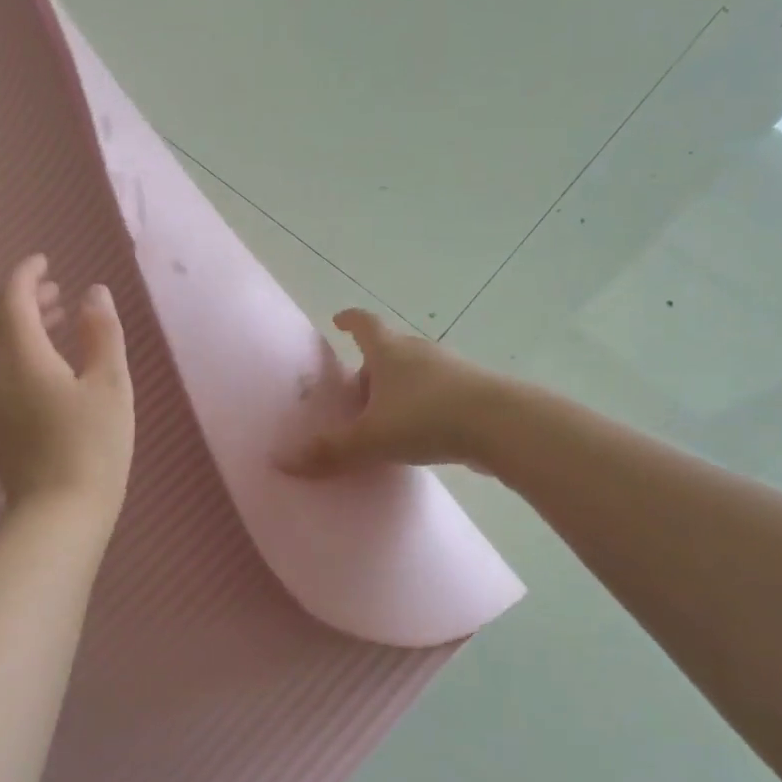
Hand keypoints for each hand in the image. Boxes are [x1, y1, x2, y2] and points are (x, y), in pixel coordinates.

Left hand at [0, 255, 133, 519]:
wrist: (58, 514)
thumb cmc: (93, 445)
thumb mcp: (110, 384)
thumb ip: (101, 333)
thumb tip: (94, 292)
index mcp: (21, 355)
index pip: (12, 298)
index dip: (26, 274)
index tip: (45, 260)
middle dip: (21, 297)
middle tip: (55, 290)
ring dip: (18, 325)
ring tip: (55, 321)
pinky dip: (15, 351)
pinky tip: (45, 366)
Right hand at [280, 309, 494, 476]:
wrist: (500, 425)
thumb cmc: (425, 418)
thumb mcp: (370, 438)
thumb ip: (329, 451)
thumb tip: (281, 461)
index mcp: (389, 351)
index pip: (365, 324)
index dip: (350, 321)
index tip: (338, 320)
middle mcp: (419, 352)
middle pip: (388, 351)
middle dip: (369, 369)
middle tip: (354, 397)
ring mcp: (450, 369)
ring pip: (414, 374)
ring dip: (397, 390)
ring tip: (384, 420)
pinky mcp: (473, 392)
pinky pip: (437, 394)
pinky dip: (422, 407)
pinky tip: (420, 434)